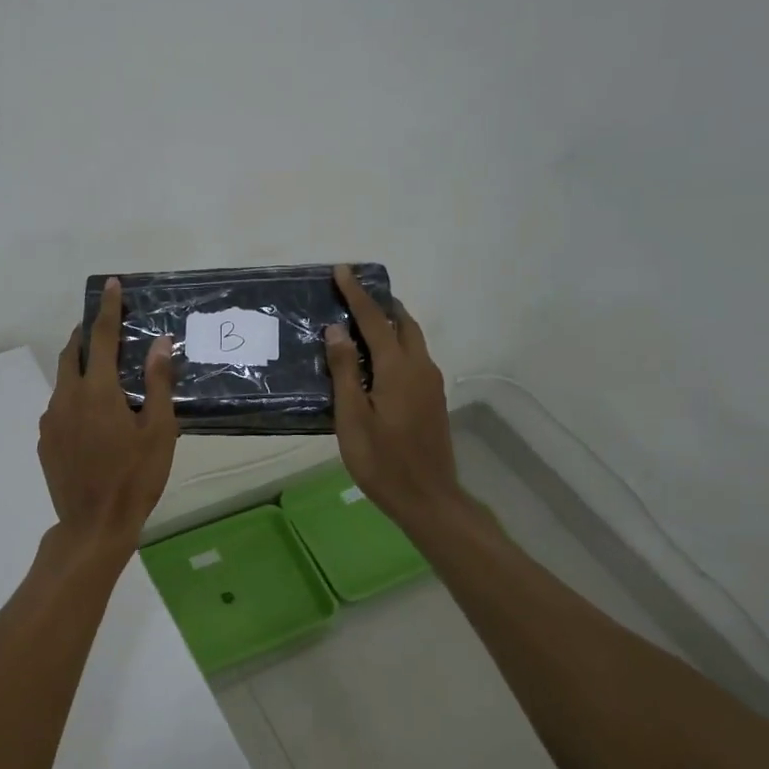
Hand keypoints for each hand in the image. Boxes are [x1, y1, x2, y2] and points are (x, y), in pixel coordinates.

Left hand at [39, 277, 178, 555]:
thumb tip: (160, 343)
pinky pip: (58, 406)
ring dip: (79, 367)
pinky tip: (91, 418)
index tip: (110, 285)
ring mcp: (51, 420)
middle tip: (103, 329)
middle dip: (85, 334)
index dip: (107, 308)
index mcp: (97, 391)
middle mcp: (67, 397)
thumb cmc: (135, 478)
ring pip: (62, 380)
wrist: (93, 526)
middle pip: (71, 353)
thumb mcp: (159, 431)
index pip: (101, 336)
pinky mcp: (44, 440)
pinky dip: (73, 397)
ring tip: (102, 376)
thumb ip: (158, 383)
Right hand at [324, 265, 462, 528]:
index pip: (374, 319)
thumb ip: (344, 370)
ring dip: (390, 323)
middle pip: (402, 323)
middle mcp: (420, 367)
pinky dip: (396, 344)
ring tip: (362, 321)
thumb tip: (336, 329)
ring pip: (412, 339)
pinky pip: (414, 357)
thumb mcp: (352, 417)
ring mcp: (431, 383)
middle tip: (353, 293)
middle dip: (380, 303)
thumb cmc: (382, 460)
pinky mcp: (433, 398)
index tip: (342, 270)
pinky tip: (377, 359)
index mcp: (398, 368)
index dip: (357, 294)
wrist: (428, 498)